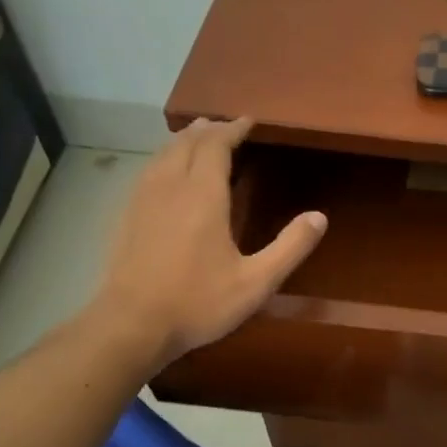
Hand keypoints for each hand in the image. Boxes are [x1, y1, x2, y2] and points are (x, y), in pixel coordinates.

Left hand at [84, 117, 325, 374]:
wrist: (130, 325)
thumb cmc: (198, 303)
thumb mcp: (256, 282)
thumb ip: (290, 247)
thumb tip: (320, 217)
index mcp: (203, 195)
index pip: (216, 146)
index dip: (232, 129)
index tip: (248, 121)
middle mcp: (170, 187)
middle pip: (187, 143)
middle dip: (208, 130)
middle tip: (227, 126)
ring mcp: (142, 200)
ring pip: (163, 154)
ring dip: (184, 141)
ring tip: (199, 138)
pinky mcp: (126, 216)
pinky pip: (148, 171)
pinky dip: (165, 159)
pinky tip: (168, 174)